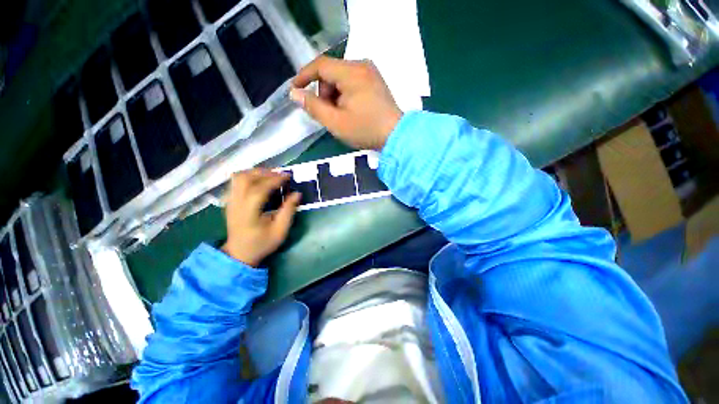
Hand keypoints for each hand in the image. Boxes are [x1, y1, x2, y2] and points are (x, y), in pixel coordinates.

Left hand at [222, 169, 300, 266]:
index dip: (275, 179)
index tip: (288, 177)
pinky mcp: (229, 200)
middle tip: (278, 175)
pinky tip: (256, 182)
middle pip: (247, 178)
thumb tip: (297, 194)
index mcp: (249, 212)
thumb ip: (288, 212)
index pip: (260, 188)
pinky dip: (247, 177)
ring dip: (254, 172)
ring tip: (268, 176)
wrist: (240, 253)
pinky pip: (235, 182)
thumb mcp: (279, 232)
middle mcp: (237, 202)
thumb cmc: (261, 244)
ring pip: (239, 176)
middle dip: (264, 173)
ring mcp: (230, 200)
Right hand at [290, 56, 402, 150]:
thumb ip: (312, 105)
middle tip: (326, 110)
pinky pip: (349, 76)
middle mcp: (361, 65)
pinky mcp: (373, 76)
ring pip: (338, 73)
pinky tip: (348, 105)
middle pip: (329, 69)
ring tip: (339, 111)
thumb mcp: (334, 121)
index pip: (320, 65)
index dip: (304, 75)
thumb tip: (295, 93)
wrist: (397, 135)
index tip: (294, 89)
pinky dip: (342, 89)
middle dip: (322, 88)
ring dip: (332, 90)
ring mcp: (369, 69)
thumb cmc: (365, 129)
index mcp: (352, 73)